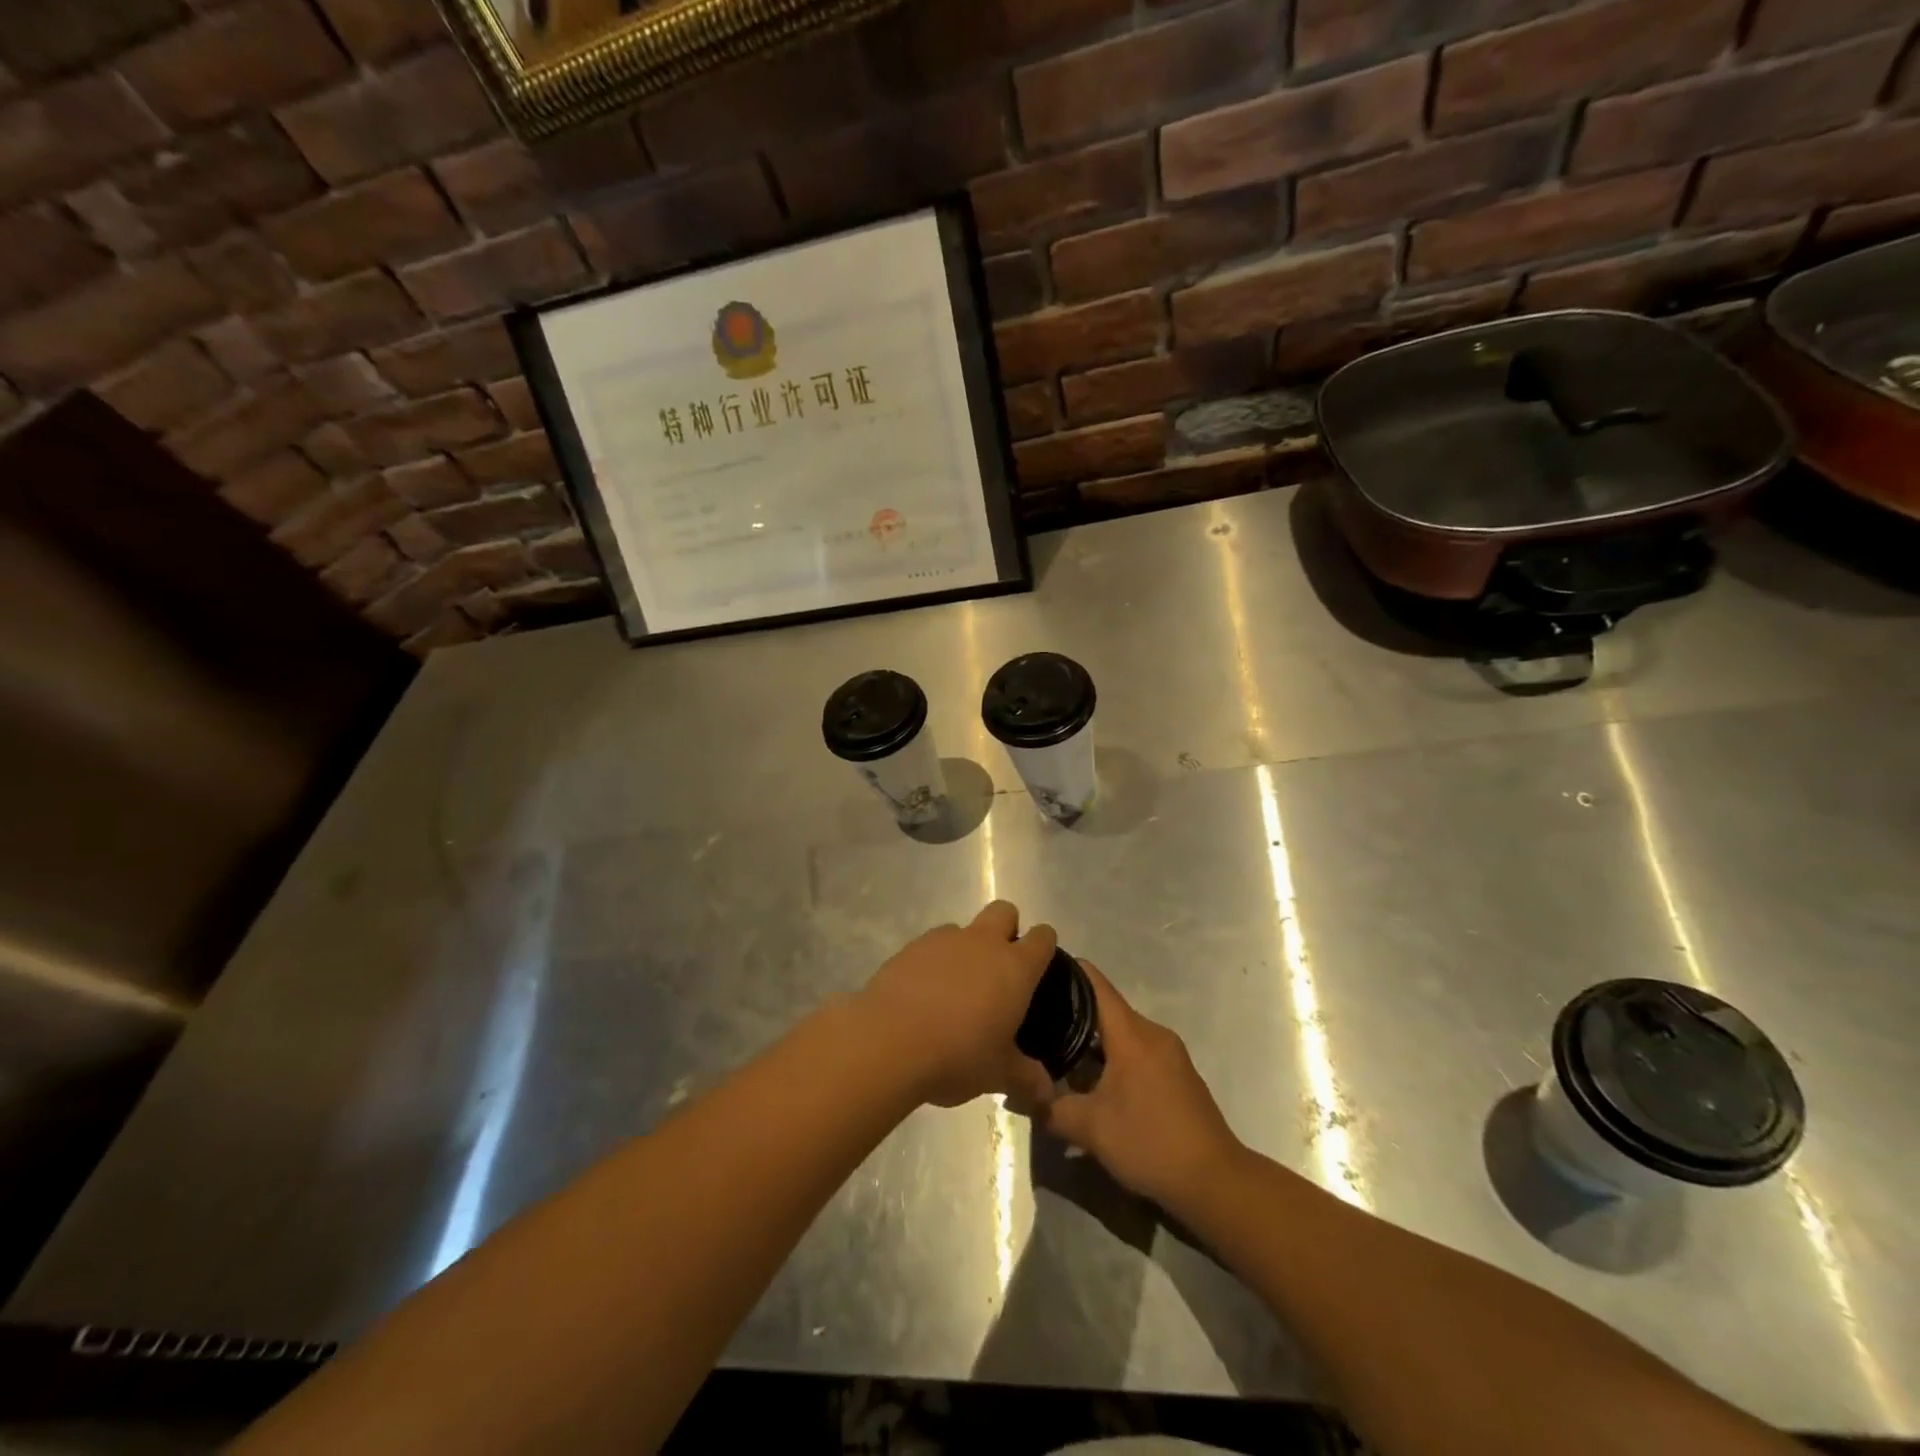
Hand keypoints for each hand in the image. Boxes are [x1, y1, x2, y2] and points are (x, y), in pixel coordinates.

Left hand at [857, 901, 1057, 1109]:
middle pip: (1004, 911)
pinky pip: (931, 945)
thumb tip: (1046, 1092)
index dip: (1044, 945)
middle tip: (999, 968)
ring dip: (966, 948)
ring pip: (964, 928)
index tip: (1041, 965)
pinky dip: (934, 961)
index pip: (1042, 937)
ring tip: (956, 989)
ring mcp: (943, 940)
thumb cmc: (957, 1056)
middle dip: (1007, 929)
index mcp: (1014, 967)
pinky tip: (924, 994)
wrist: (888, 1042)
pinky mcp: (910, 947)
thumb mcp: (998, 1075)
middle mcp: (982, 943)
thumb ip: (1026, 1078)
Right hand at [1037, 962, 1244, 1210]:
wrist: (1215, 1180)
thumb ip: (1050, 1108)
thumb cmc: (1150, 1142)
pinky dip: (1113, 1057)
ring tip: (1057, 1052)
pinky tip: (1093, 1081)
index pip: (1097, 985)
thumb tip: (1017, 1096)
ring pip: (1123, 1033)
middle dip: (1073, 1013)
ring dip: (1093, 1041)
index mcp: (1132, 1034)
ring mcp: (1169, 1054)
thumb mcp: (1091, 1129)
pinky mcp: (1178, 1075)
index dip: (1069, 972)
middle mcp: (1153, 1034)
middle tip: (1037, 1021)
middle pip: (1107, 1009)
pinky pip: (1138, 1051)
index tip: (1038, 970)